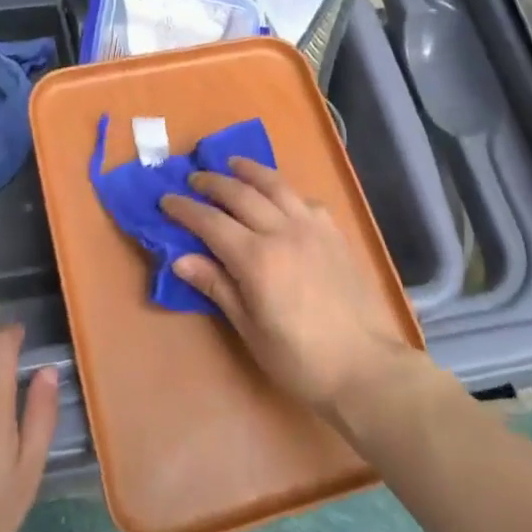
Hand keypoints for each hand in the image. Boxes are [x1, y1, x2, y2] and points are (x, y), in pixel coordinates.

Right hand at [160, 158, 416, 414]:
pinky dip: (285, 192)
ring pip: (276, 185)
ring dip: (250, 171)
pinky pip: (305, 200)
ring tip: (233, 164)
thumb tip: (180, 258)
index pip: (211, 222)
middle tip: (194, 178)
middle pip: (240, 194)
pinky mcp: (334, 233)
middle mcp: (283, 231)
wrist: (365, 367)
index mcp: (256, 258)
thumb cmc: (300, 359)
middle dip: (212, 183)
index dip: (185, 209)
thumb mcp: (250, 329)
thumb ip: (217, 286)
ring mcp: (312, 228)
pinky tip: (280, 196)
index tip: (166, 200)